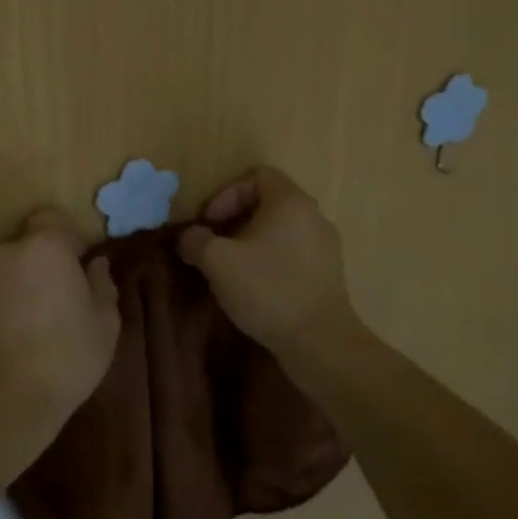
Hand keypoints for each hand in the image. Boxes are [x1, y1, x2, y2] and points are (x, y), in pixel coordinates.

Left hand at [0, 207, 120, 450]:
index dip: (63, 240)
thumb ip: (102, 285)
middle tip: (46, 309)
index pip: (51, 219)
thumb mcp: (105, 326)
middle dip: (34, 270)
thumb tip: (95, 264)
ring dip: (5, 290)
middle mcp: (3, 251)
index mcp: (46, 248)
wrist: (3, 403)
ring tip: (14, 333)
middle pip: (22, 250)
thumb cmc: (66, 360)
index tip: (72, 270)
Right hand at [177, 167, 361, 362]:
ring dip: (251, 242)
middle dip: (235, 220)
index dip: (226, 194)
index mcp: (290, 202)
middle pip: (268, 202)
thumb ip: (196, 240)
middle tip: (214, 246)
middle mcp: (313, 216)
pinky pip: (293, 253)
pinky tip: (255, 287)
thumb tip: (189, 237)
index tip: (209, 224)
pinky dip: (270, 260)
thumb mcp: (217, 261)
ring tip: (230, 268)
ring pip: (280, 230)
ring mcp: (325, 245)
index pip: (256, 176)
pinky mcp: (328, 273)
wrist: (319, 342)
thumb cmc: (267, 289)